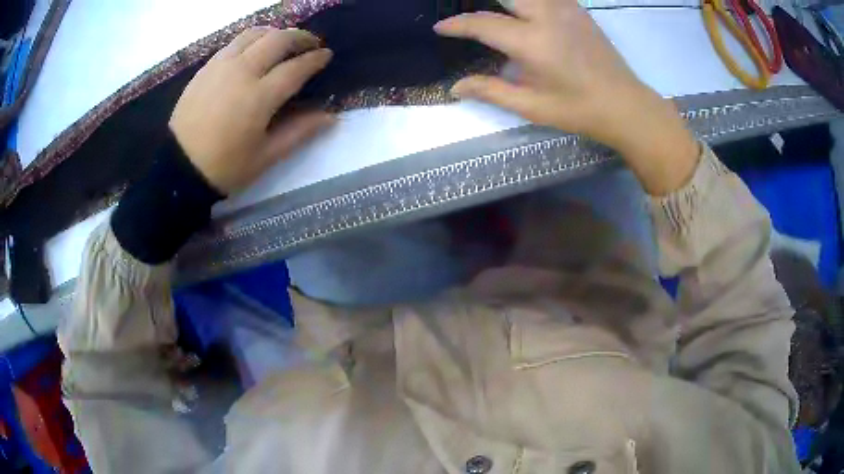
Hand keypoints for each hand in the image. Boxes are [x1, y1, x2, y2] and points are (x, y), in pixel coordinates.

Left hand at [170, 27, 334, 194]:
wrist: (178, 168)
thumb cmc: (224, 167)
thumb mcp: (265, 157)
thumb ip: (299, 132)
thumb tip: (331, 116)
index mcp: (258, 97)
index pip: (295, 68)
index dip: (315, 59)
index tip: (327, 55)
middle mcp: (241, 72)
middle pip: (278, 40)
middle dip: (300, 37)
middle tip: (311, 44)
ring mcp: (221, 66)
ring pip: (255, 34)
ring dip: (275, 33)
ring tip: (284, 42)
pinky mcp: (206, 68)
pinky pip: (234, 43)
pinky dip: (252, 40)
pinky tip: (255, 50)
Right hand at [434, 0, 699, 194]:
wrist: (625, 105)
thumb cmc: (578, 110)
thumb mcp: (532, 106)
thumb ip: (491, 91)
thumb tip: (456, 87)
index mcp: (532, 42)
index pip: (482, 23)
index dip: (457, 24)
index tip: (440, 27)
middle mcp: (546, 16)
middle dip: (481, 3)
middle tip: (472, 20)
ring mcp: (565, 8)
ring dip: (507, 1)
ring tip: (498, 14)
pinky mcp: (578, 9)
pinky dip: (530, 1)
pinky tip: (525, 11)